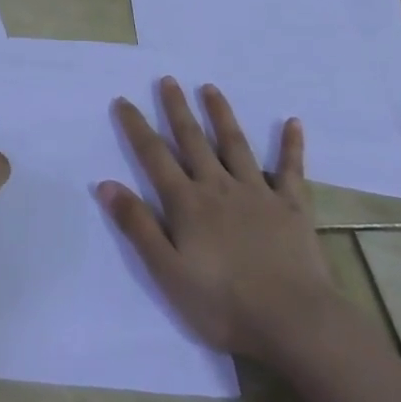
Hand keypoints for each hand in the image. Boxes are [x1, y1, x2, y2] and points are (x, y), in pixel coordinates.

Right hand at [98, 78, 333, 357]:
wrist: (294, 322)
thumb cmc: (223, 304)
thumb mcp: (167, 272)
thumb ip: (137, 226)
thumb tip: (106, 184)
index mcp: (187, 203)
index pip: (154, 156)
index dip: (136, 127)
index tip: (123, 100)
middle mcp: (218, 187)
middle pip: (193, 140)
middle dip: (177, 109)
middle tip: (168, 80)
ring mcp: (258, 193)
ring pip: (235, 144)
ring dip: (221, 114)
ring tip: (210, 88)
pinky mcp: (292, 207)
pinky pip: (291, 170)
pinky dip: (291, 145)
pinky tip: (292, 122)